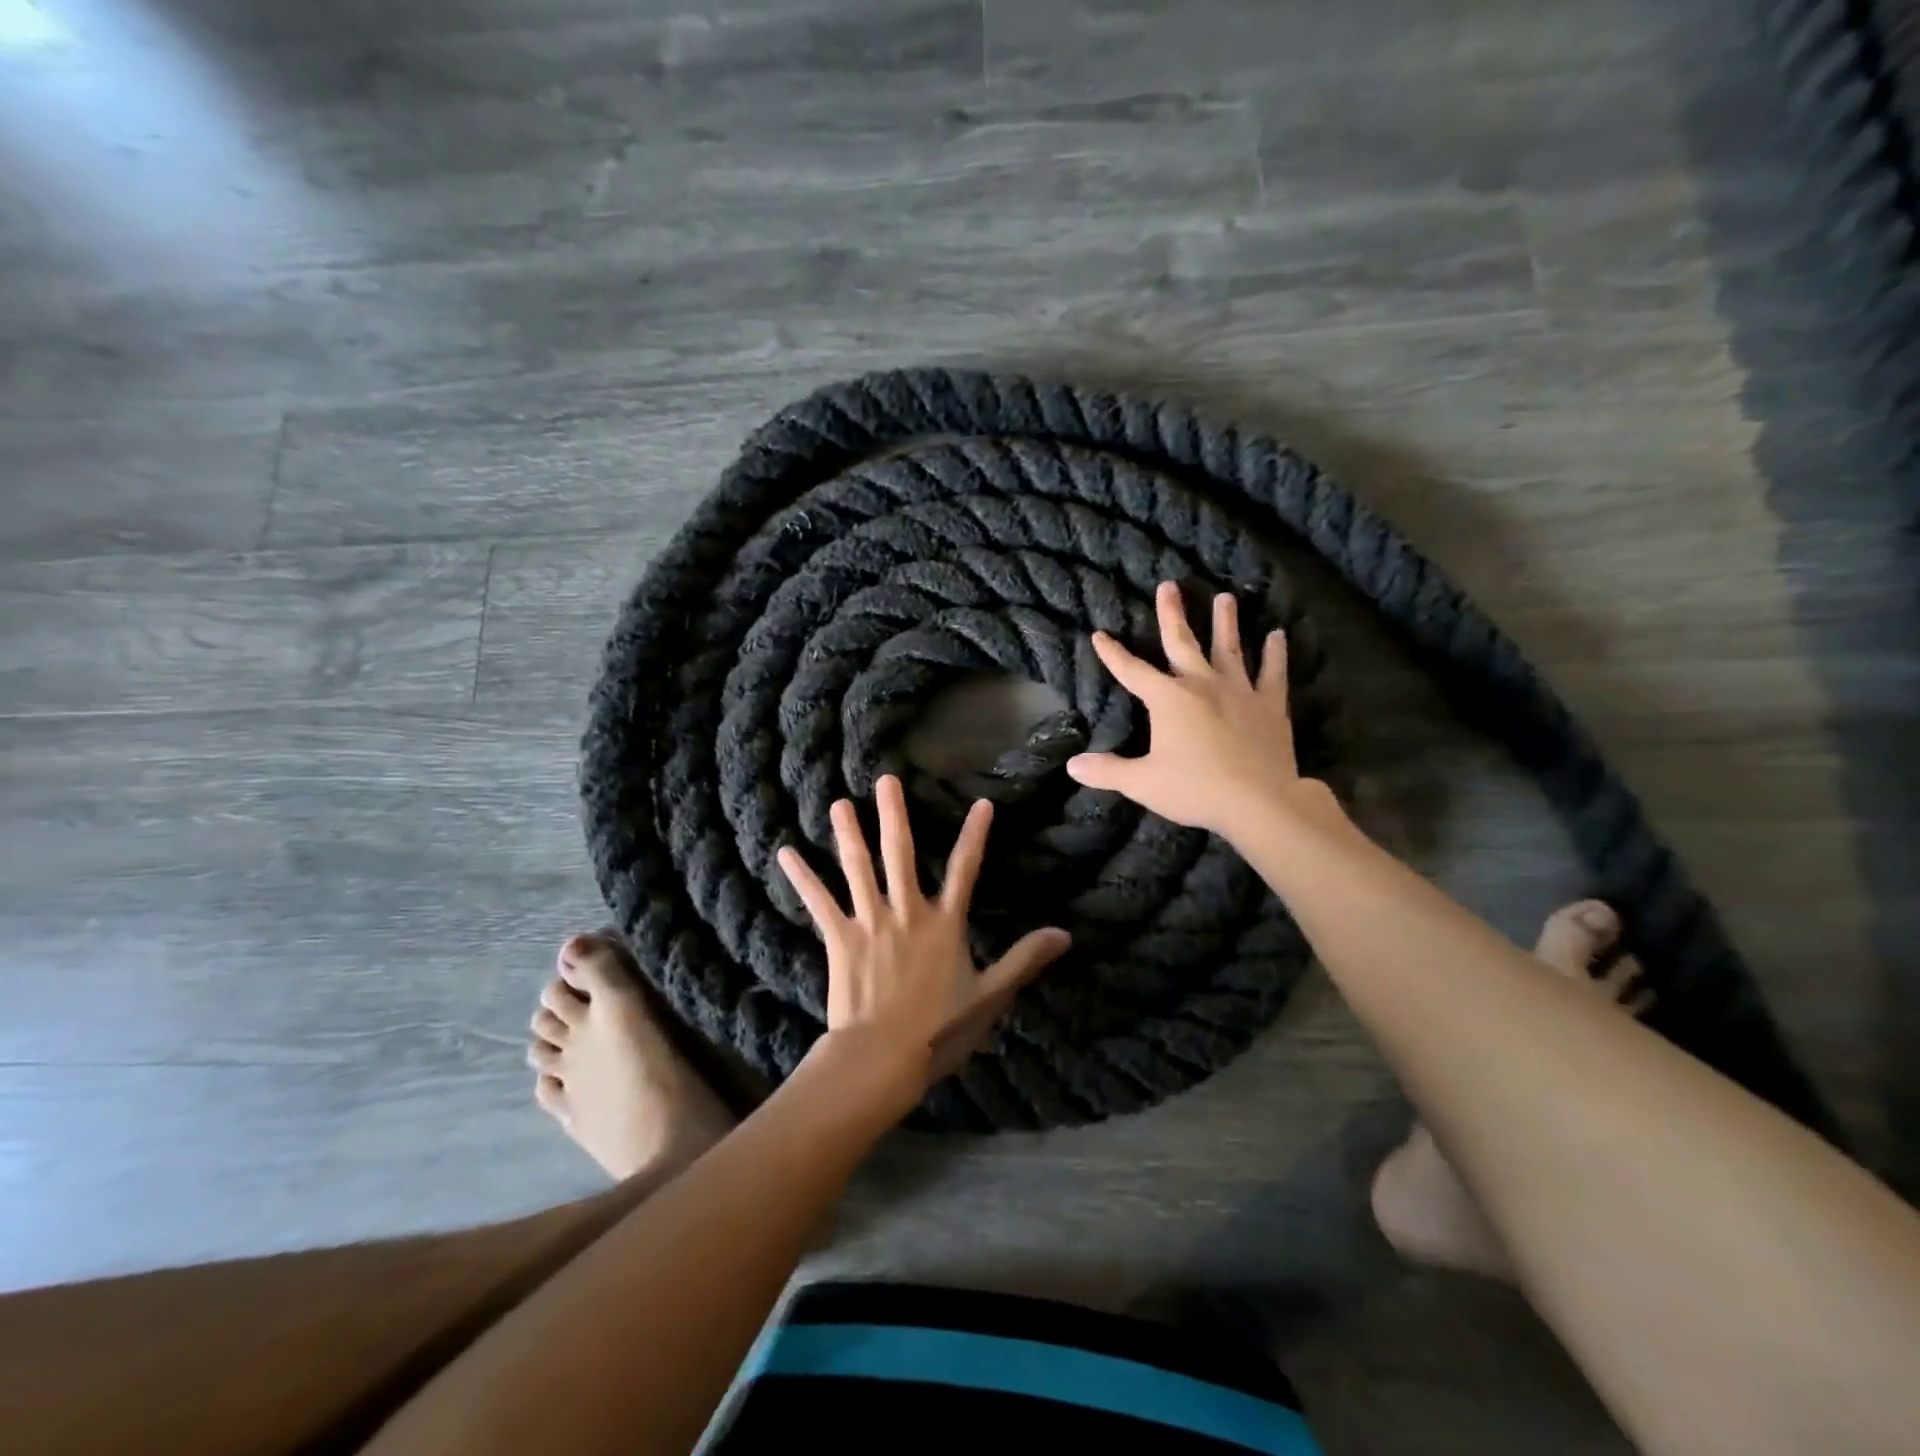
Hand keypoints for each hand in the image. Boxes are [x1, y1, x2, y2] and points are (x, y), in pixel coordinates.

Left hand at [777, 775, 1070, 1105]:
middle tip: (886, 780)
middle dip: (894, 815)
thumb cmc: (940, 1029)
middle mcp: (906, 912)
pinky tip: (786, 853)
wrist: (883, 1057)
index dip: (975, 836)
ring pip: (858, 868)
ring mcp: (870, 922)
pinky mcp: (840, 938)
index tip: (982, 804)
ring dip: (849, 833)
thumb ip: (1024, 960)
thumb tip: (1064, 934)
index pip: (966, 870)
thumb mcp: (990, 996)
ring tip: (840, 803)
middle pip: (901, 855)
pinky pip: (819, 902)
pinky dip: (802, 877)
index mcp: (944, 923)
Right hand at [1066, 581, 1329, 839]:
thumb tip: (1072, 765)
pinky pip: (1273, 674)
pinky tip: (1278, 636)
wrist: (1258, 801)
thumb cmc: (1195, 789)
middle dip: (1172, 614)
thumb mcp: (1142, 783)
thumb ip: (1108, 771)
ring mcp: (1239, 692)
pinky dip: (1276, 654)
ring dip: (1225, 622)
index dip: (1113, 654)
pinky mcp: (1270, 706)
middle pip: (1182, 643)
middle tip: (1169, 585)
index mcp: (1168, 699)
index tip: (1099, 635)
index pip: (1132, 671)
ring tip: (1225, 597)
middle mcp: (1202, 685)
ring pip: (1229, 649)